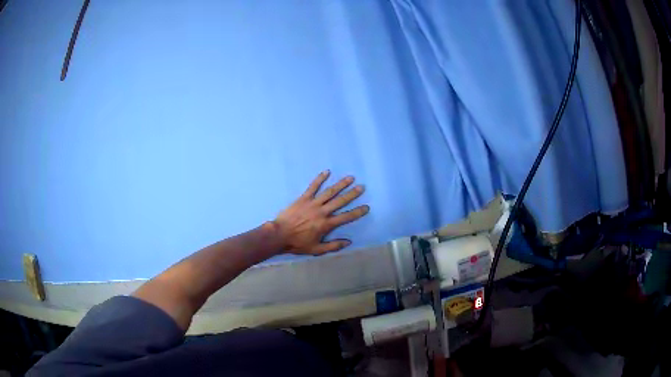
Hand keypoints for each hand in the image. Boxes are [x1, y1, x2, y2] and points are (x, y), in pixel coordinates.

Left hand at [273, 170, 369, 254]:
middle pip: (340, 201)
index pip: (346, 217)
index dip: (357, 212)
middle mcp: (322, 212)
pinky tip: (327, 172)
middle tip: (362, 187)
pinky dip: (320, 179)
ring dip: (341, 184)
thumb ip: (333, 246)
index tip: (366, 207)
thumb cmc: (298, 243)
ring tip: (350, 178)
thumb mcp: (317, 249)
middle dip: (352, 194)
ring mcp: (312, 203)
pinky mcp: (303, 198)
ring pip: (329, 192)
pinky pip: (313, 187)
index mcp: (326, 224)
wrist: (279, 234)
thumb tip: (348, 242)